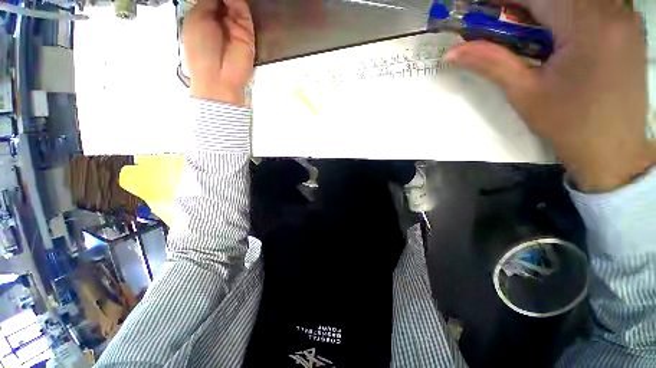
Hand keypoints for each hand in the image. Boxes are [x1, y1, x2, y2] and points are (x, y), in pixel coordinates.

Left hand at [182, 0, 254, 105]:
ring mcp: (235, 27)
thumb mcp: (196, 18)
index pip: (210, 1)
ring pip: (235, 3)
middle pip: (224, 1)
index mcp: (204, 18)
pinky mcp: (247, 33)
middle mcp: (220, 21)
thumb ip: (207, 1)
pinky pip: (244, 12)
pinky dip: (238, 2)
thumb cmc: (200, 51)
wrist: (218, 76)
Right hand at [446, 0, 654, 191]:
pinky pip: (592, 2)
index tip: (477, 9)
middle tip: (498, 23)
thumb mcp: (524, 93)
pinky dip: (566, 11)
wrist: (614, 148)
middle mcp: (611, 9)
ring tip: (524, 30)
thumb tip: (451, 53)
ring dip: (543, 8)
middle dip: (522, 5)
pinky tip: (555, 31)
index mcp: (587, 24)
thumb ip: (490, 63)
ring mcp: (624, 15)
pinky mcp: (628, 24)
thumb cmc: (569, 124)